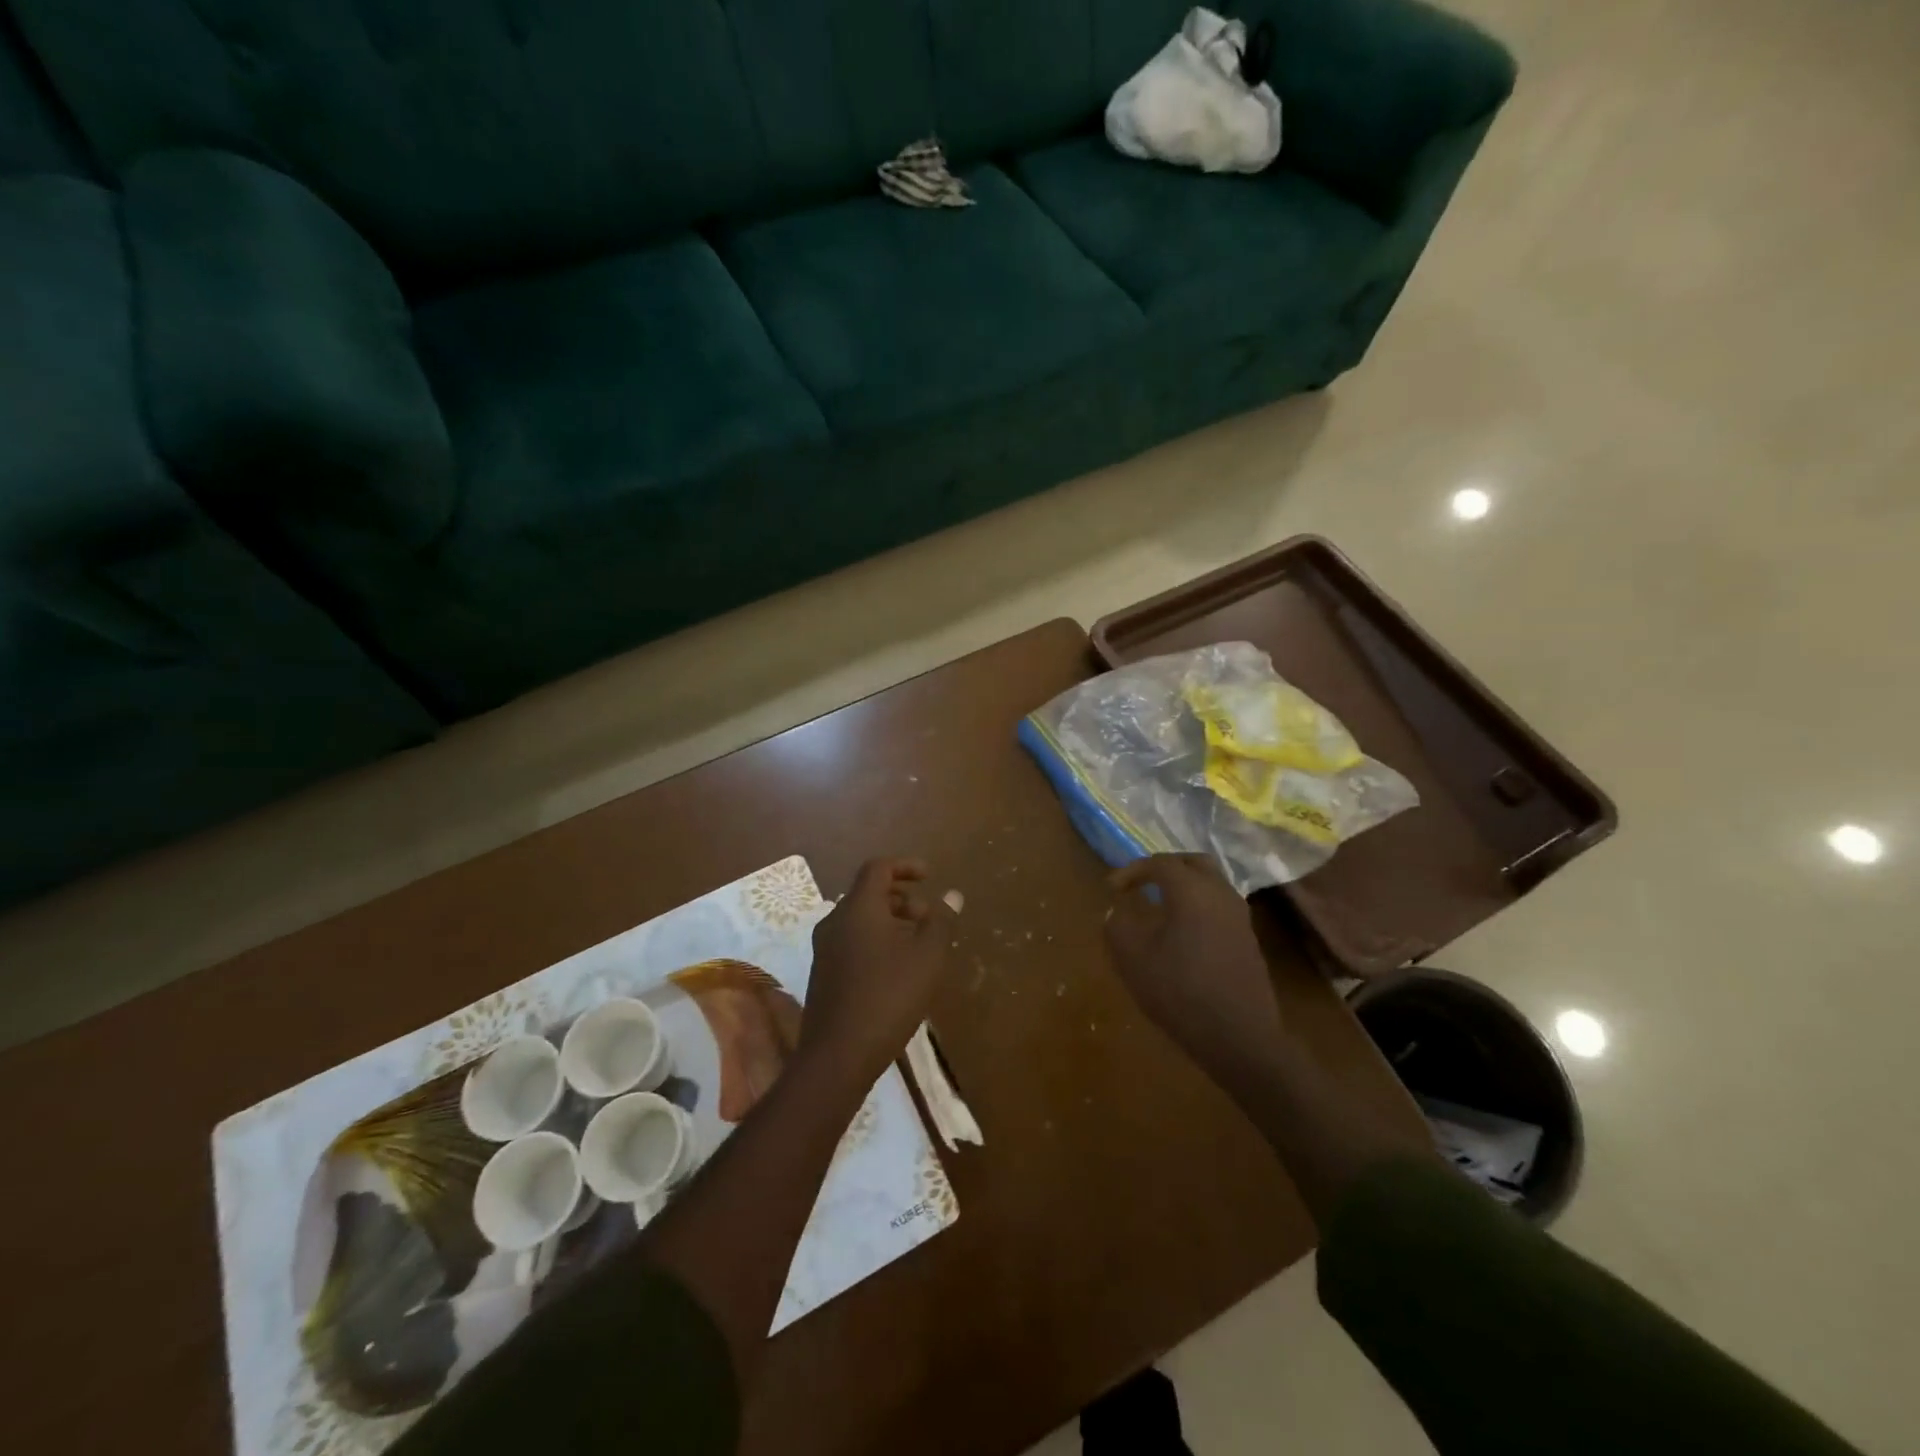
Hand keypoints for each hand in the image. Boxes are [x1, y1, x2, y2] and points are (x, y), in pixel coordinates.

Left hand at [803, 858, 956, 1085]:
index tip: (929, 876)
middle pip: (869, 893)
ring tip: (918, 945)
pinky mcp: (823, 974)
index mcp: (858, 908)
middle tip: (929, 918)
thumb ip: (941, 922)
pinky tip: (897, 970)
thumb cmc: (888, 997)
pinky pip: (853, 942)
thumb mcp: (927, 957)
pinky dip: (877, 941)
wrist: (837, 1055)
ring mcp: (825, 949)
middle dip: (902, 898)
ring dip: (891, 922)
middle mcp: (836, 921)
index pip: (878, 868)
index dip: (905, 866)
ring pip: (860, 920)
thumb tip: (952, 895)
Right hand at [1104, 854, 1284, 1085]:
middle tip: (1141, 882)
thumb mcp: (1133, 959)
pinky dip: (1199, 905)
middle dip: (1164, 867)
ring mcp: (1239, 916)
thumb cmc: (1180, 991)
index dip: (1132, 871)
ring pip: (1211, 883)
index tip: (1112, 889)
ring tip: (1160, 905)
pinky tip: (1183, 930)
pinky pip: (1220, 906)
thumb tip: (1117, 912)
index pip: (1160, 863)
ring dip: (1185, 886)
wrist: (1239, 1036)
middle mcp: (1220, 894)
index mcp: (1191, 890)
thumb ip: (1118, 927)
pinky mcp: (1248, 939)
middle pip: (1193, 862)